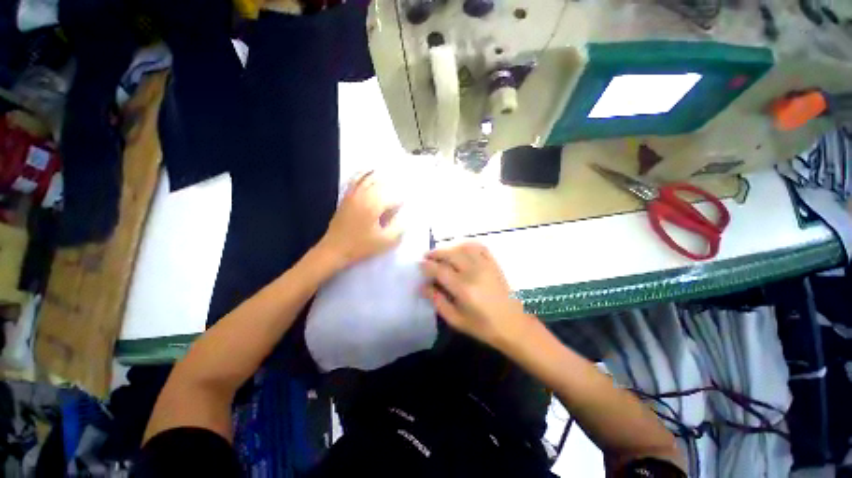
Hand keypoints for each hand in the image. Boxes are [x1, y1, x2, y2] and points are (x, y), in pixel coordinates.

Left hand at [318, 171, 402, 269]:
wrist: (334, 249)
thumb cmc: (361, 246)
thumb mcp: (385, 241)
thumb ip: (399, 228)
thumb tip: (405, 217)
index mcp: (374, 205)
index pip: (393, 197)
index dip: (402, 201)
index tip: (407, 204)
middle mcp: (364, 195)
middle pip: (381, 183)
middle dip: (393, 184)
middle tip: (403, 183)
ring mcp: (353, 194)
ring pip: (368, 178)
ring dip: (379, 175)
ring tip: (389, 171)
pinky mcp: (346, 197)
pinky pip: (355, 180)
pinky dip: (363, 173)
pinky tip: (368, 171)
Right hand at [420, 242, 533, 350]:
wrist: (513, 325)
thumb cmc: (482, 326)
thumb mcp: (455, 319)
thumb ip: (437, 301)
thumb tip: (422, 286)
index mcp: (463, 289)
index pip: (439, 270)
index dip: (426, 265)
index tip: (418, 264)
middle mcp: (474, 272)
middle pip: (450, 254)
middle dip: (435, 253)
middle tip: (426, 257)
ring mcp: (486, 265)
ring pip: (463, 247)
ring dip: (449, 247)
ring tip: (441, 253)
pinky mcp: (493, 263)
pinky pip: (479, 247)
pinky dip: (467, 244)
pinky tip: (460, 249)